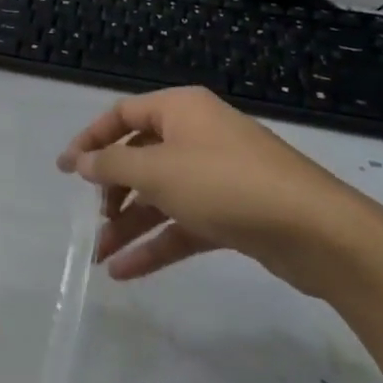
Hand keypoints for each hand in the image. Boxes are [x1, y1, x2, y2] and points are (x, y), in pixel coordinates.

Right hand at [57, 87, 382, 298]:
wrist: (318, 232)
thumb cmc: (226, 184)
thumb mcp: (157, 171)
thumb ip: (111, 167)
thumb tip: (80, 162)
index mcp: (180, 110)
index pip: (122, 116)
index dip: (90, 140)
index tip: (64, 169)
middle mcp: (197, 136)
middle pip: (140, 158)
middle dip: (112, 191)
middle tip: (92, 217)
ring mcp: (217, 176)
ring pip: (161, 196)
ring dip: (130, 225)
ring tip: (100, 258)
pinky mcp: (232, 213)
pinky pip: (183, 224)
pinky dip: (157, 244)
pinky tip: (126, 272)